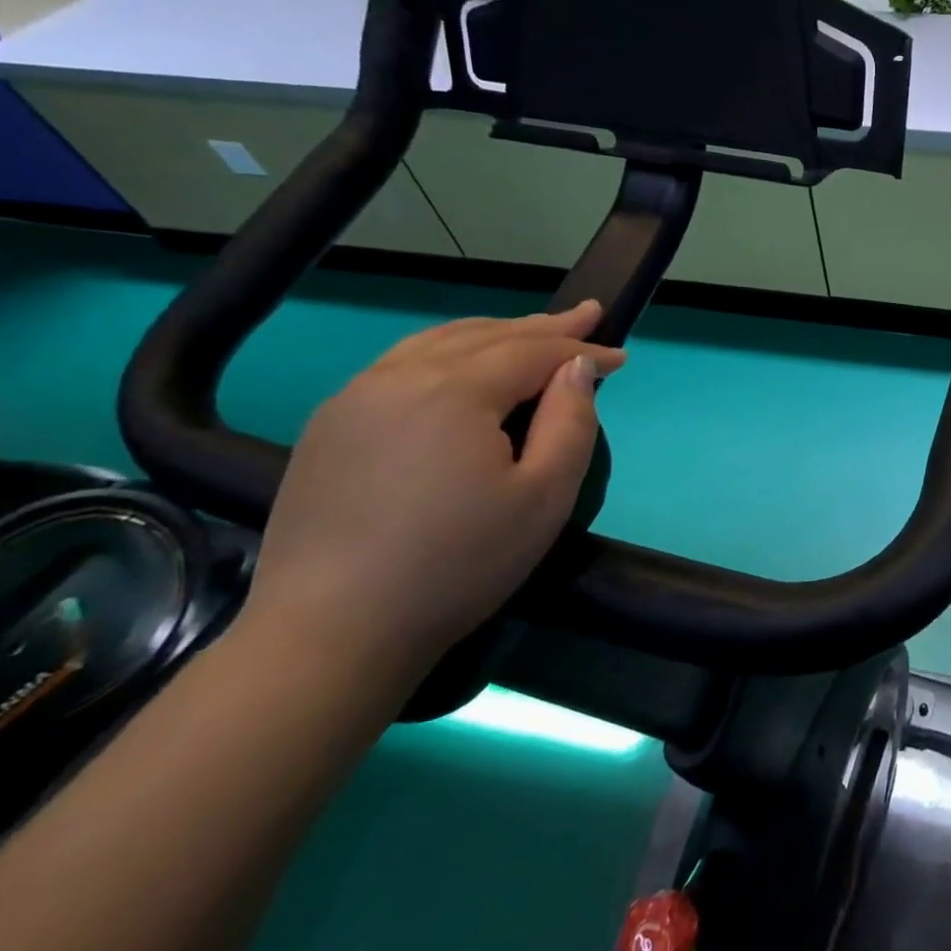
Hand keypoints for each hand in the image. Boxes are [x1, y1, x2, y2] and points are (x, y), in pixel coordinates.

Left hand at [239, 300, 625, 692]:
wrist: (331, 633)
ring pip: (438, 343)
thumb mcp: (544, 496)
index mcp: (454, 391)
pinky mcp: (329, 426)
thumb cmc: (458, 565)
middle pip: (485, 336)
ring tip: (533, 332)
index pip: (532, 351)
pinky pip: (401, 365)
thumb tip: (577, 368)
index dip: (581, 349)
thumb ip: (571, 421)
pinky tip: (464, 365)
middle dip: (543, 327)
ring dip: (494, 333)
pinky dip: (449, 352)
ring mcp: (354, 398)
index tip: (621, 357)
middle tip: (587, 317)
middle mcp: (398, 377)